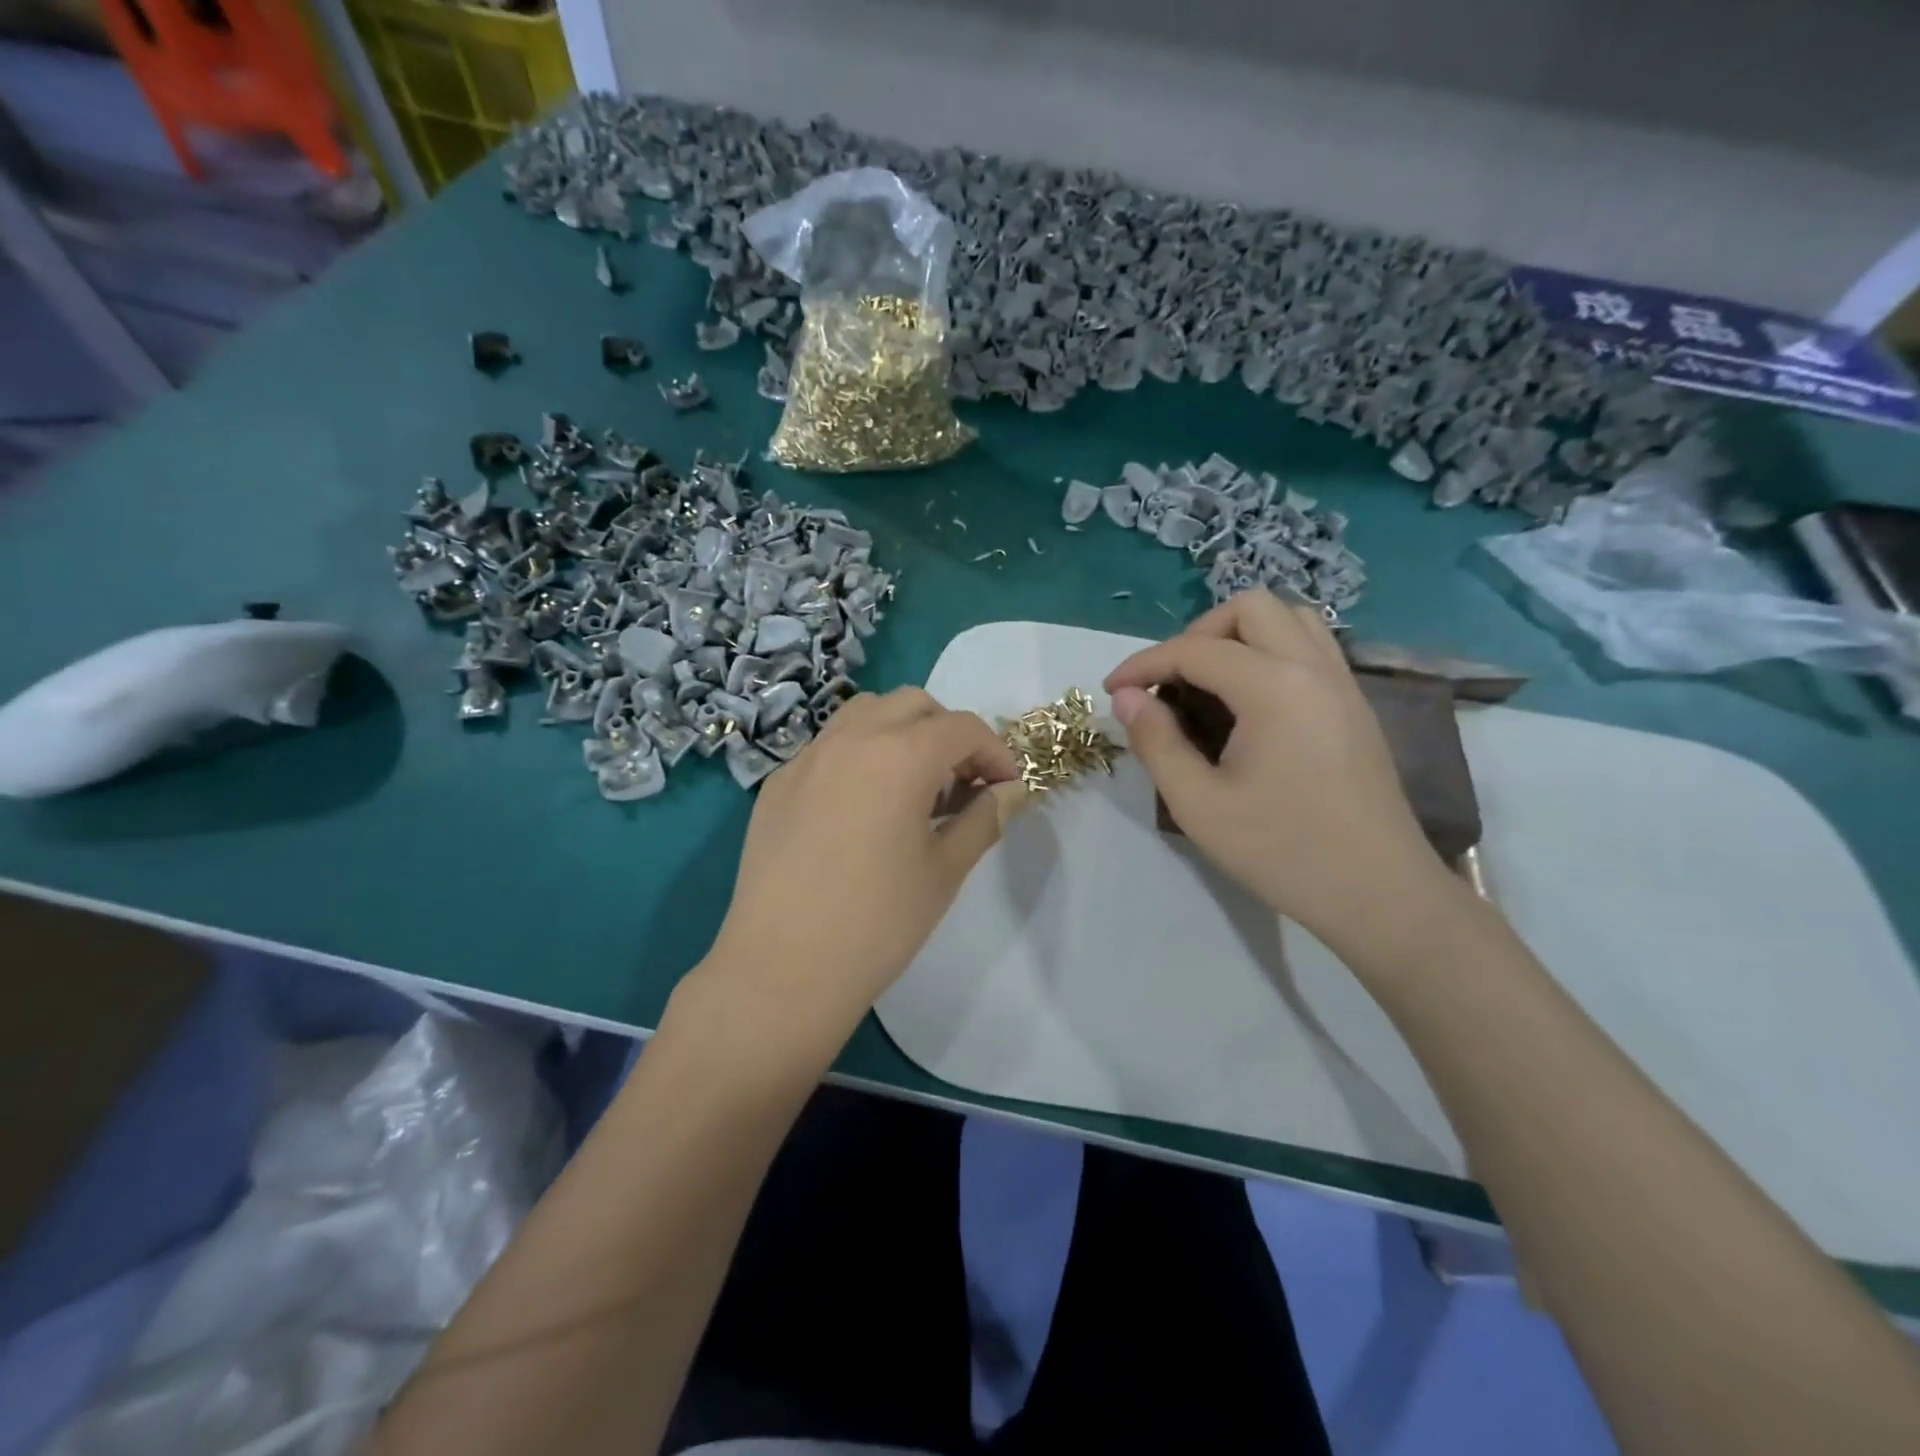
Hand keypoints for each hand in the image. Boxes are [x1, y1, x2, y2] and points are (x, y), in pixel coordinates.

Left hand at [703, 688, 1023, 1041]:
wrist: (783, 968)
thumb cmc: (878, 923)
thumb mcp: (945, 870)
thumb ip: (984, 818)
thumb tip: (1008, 792)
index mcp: (900, 755)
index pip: (963, 728)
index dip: (995, 752)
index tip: (1006, 787)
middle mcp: (851, 739)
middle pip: (913, 704)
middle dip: (948, 732)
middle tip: (960, 783)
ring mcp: (807, 757)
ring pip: (864, 713)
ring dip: (900, 732)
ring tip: (910, 786)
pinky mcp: (778, 783)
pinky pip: (828, 746)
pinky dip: (858, 755)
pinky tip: (860, 808)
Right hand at [1104, 591, 1456, 951]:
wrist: (1380, 894)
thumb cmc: (1283, 852)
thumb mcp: (1199, 805)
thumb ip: (1156, 742)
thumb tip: (1127, 698)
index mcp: (1274, 688)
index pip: (1195, 650)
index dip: (1144, 664)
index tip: (1113, 690)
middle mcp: (1313, 668)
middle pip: (1250, 607)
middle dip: (1197, 634)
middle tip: (1171, 682)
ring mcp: (1343, 683)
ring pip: (1289, 618)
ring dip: (1240, 635)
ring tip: (1210, 681)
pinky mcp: (1356, 704)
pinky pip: (1312, 647)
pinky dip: (1272, 651)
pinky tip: (1251, 701)